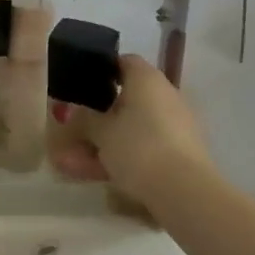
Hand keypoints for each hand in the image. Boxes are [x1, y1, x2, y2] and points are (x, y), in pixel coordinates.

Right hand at [48, 55, 213, 213]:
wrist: (184, 191)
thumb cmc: (138, 147)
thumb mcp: (101, 131)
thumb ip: (85, 118)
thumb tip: (75, 110)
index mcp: (146, 79)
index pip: (123, 62)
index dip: (100, 71)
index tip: (80, 86)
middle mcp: (164, 95)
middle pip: (125, 99)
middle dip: (96, 117)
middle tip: (70, 130)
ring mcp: (175, 125)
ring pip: (131, 128)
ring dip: (103, 143)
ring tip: (71, 164)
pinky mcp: (179, 152)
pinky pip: (143, 147)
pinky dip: (121, 157)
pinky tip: (95, 176)